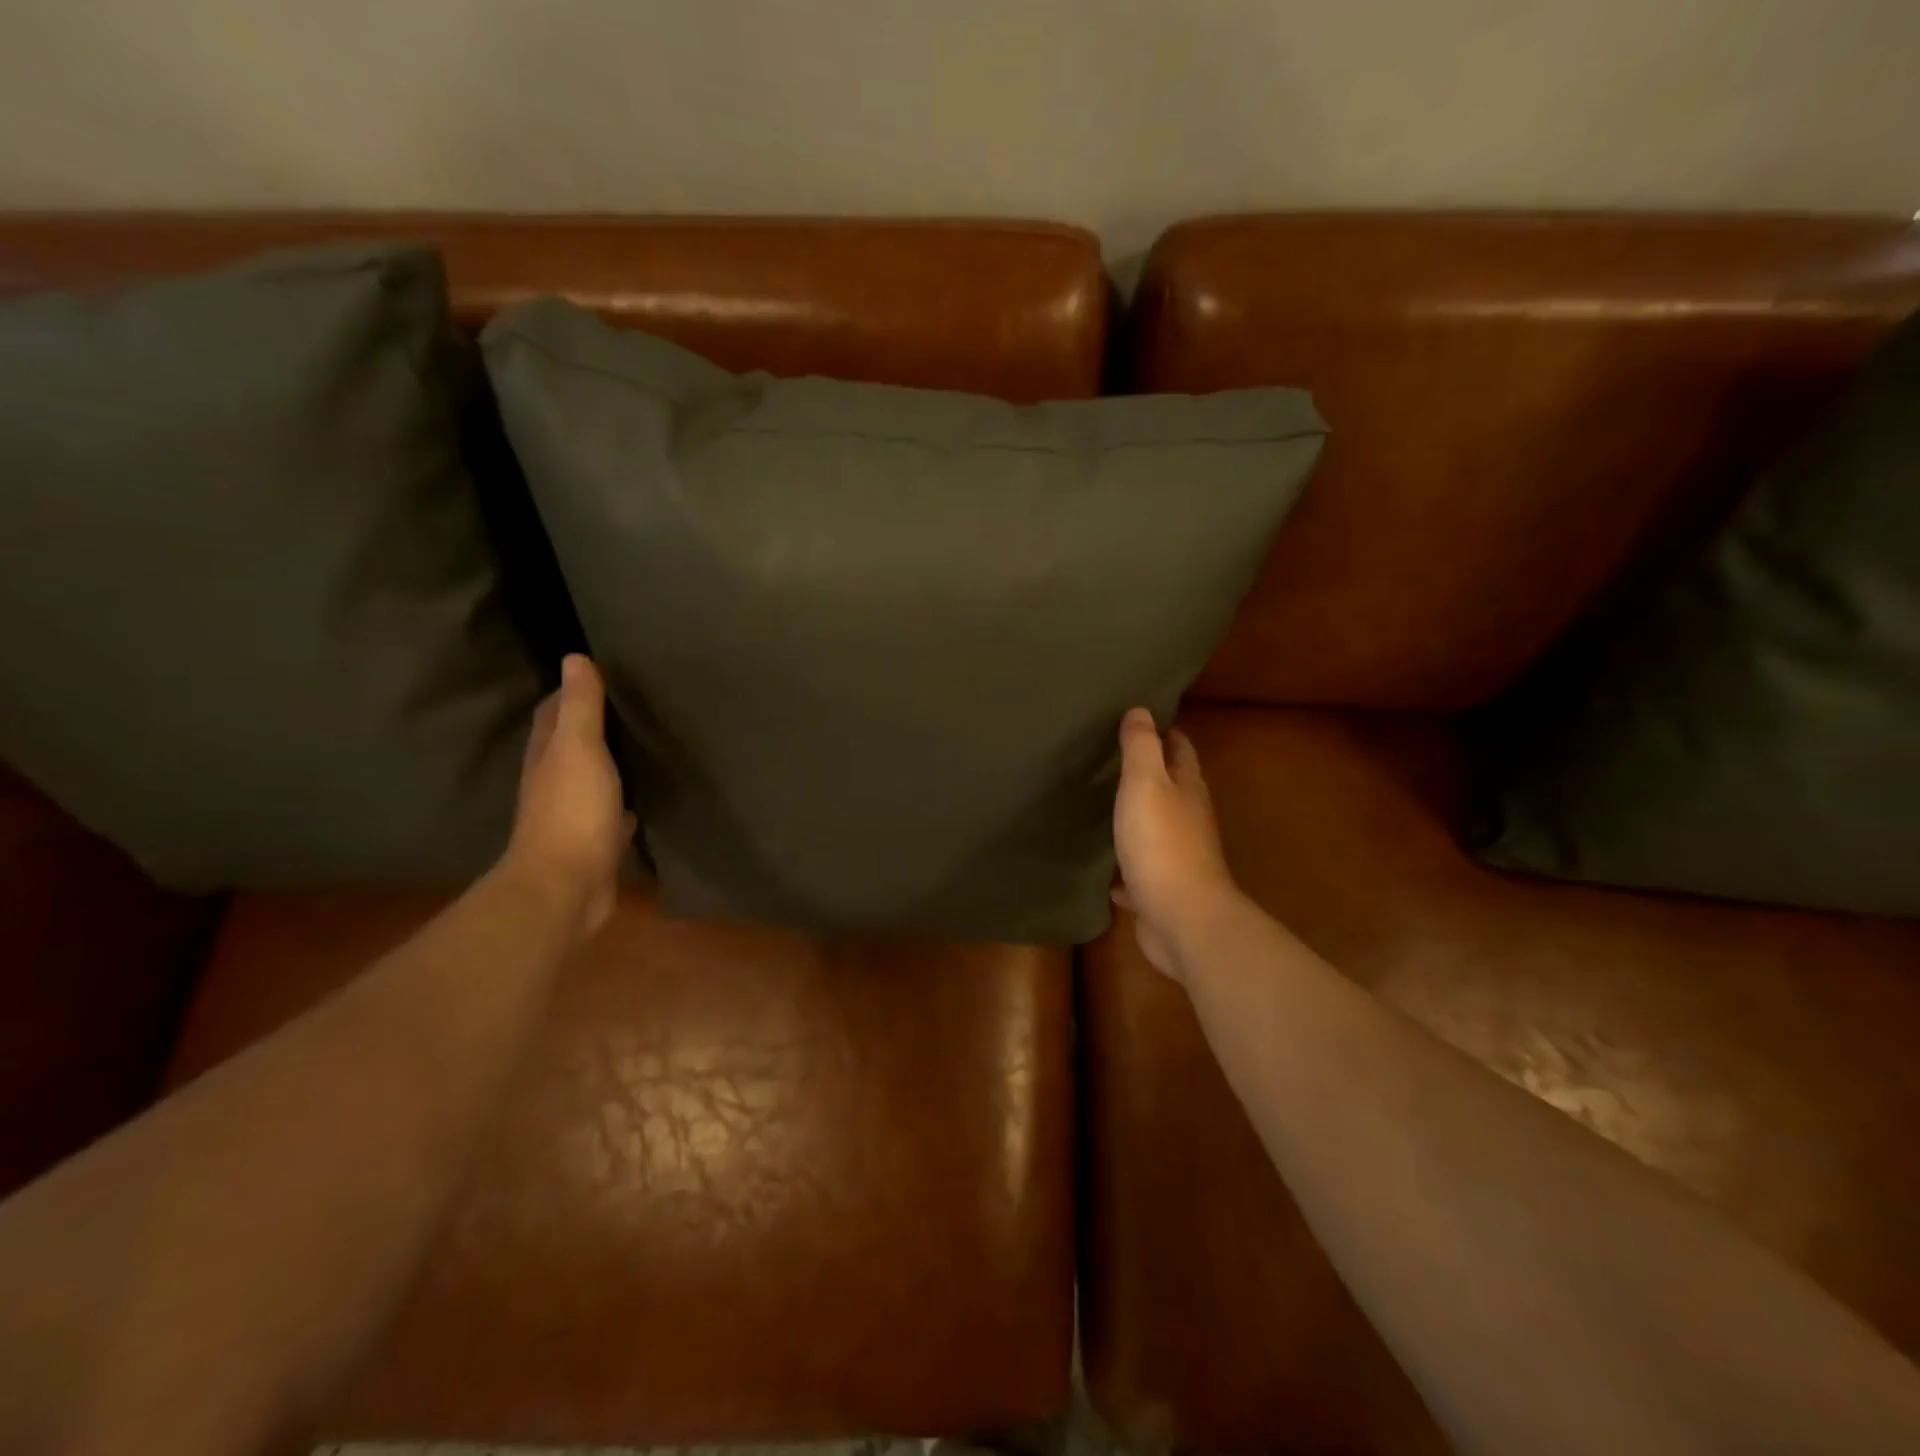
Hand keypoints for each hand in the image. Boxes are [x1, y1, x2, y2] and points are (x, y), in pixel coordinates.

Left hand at [501, 654, 633, 944]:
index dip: (573, 690)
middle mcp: (555, 779)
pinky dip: (624, 797)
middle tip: (633, 703)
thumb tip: (574, 657)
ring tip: (644, 741)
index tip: (605, 672)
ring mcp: (574, 812)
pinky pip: (612, 808)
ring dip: (610, 759)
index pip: (554, 711)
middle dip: (595, 722)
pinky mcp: (595, 839)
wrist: (566, 886)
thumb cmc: (573, 811)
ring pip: (593, 775)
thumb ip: (581, 707)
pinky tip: (645, 794)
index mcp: (548, 754)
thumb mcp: (579, 749)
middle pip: (571, 742)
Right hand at [1113, 708, 1238, 982]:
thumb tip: (1141, 710)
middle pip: (1169, 787)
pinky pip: (1137, 869)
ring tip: (1097, 803)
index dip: (1162, 730)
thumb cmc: (1163, 844)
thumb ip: (1142, 748)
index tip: (1135, 717)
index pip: (1180, 748)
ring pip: (1152, 827)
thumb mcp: (1147, 785)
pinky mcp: (1160, 889)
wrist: (1182, 919)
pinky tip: (1100, 864)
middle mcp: (1187, 818)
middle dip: (1145, 772)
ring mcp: (1176, 856)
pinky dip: (1122, 864)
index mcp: (1187, 788)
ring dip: (1133, 816)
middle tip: (1105, 757)